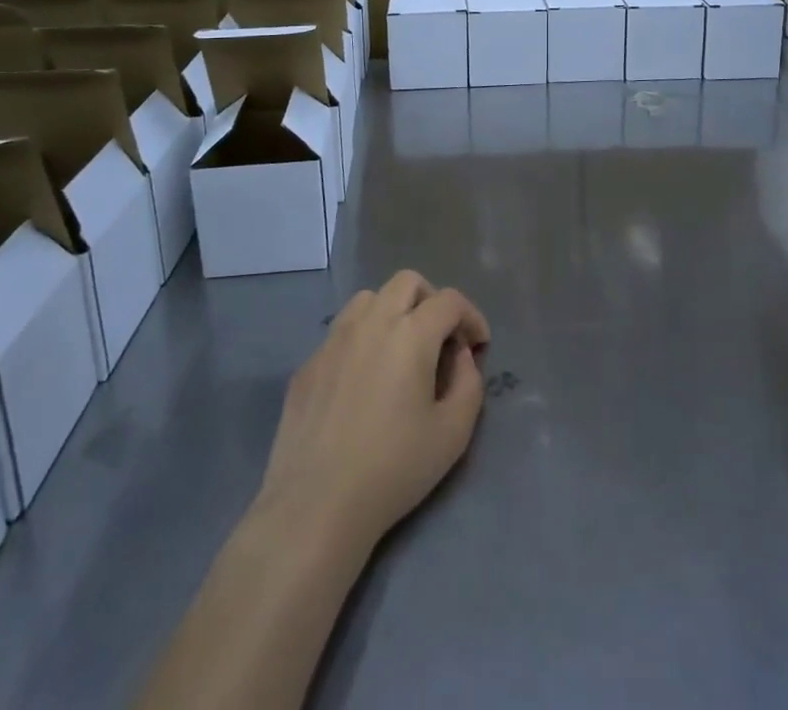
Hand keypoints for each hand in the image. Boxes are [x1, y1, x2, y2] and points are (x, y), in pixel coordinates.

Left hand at [255, 270, 490, 555]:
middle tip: (441, 339)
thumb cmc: (393, 469)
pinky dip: (362, 340)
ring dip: (393, 312)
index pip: (449, 300)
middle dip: (432, 301)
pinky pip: (342, 332)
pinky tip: (364, 381)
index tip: (478, 346)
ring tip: (401, 351)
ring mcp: (334, 339)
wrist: (315, 505)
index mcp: (411, 334)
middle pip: (407, 282)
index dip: (471, 316)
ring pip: (370, 298)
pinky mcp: (309, 363)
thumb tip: (460, 357)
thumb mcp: (453, 433)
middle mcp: (371, 322)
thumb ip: (469, 383)